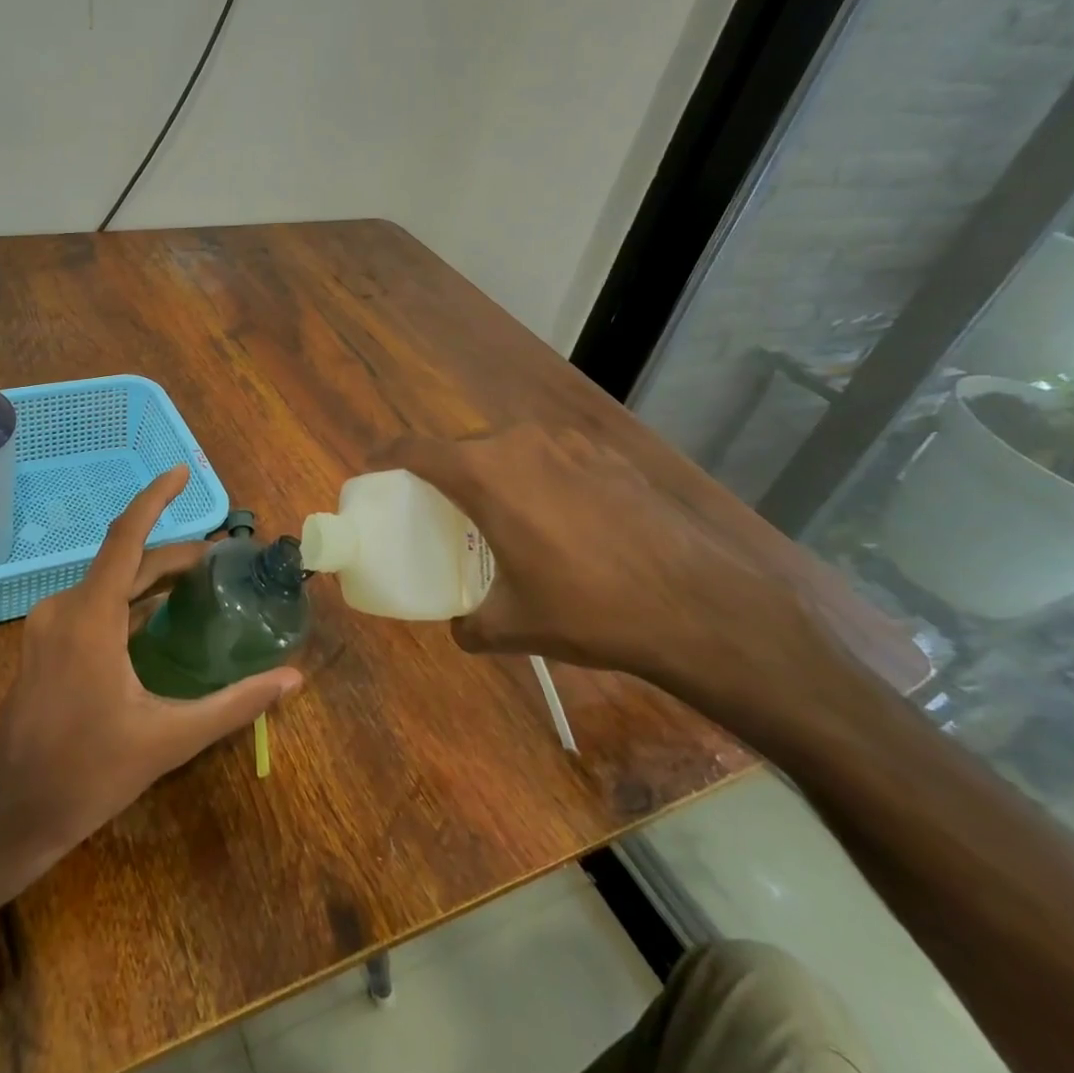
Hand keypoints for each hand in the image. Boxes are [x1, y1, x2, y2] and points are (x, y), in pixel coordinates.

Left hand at [0, 466, 302, 856]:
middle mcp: (65, 607)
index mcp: (90, 617)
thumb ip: (234, 704)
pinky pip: (93, 604)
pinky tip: (156, 618)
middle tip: (220, 561)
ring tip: (197, 584)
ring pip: (108, 583)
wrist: (13, 812)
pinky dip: (128, 600)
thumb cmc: (89, 773)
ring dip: (150, 577)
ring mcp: (49, 625)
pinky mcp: (44, 643)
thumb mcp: (170, 739)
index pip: (126, 536)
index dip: (155, 498)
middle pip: (125, 561)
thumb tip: (292, 679)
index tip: (182, 471)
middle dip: (173, 555)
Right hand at [371, 425, 846, 719]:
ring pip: (511, 448)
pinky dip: (540, 477)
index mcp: (484, 474)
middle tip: (442, 508)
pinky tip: (563, 519)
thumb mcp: (515, 626)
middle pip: (463, 446)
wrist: (698, 605)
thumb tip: (460, 628)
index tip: (375, 471)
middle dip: (445, 471)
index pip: (415, 449)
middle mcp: (521, 444)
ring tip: (504, 514)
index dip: (386, 456)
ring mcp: (571, 444)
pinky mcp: (610, 455)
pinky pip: (554, 457)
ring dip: (496, 473)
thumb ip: (471, 625)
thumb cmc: (589, 610)